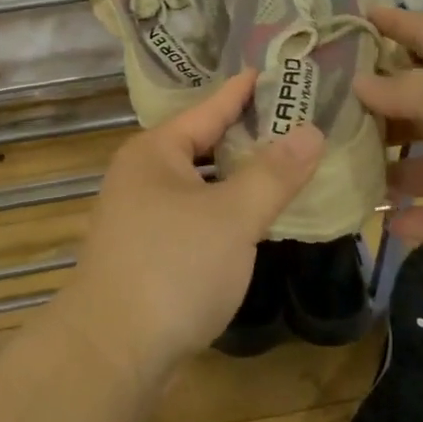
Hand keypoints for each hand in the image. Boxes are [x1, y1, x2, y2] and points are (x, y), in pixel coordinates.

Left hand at [59, 72, 323, 378]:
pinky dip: (222, 210)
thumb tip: (311, 130)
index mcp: (155, 151)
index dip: (241, 91)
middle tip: (291, 118)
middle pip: (202, 144)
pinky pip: (193, 215)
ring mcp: (139, 215)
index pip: (208, 109)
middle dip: (245, 134)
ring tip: (280, 164)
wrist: (111, 351)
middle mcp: (141, 175)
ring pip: (198, 183)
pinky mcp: (146, 251)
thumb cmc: (173, 268)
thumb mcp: (233, 216)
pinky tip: (250, 218)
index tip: (269, 70)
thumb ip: (274, 173)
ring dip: (235, 177)